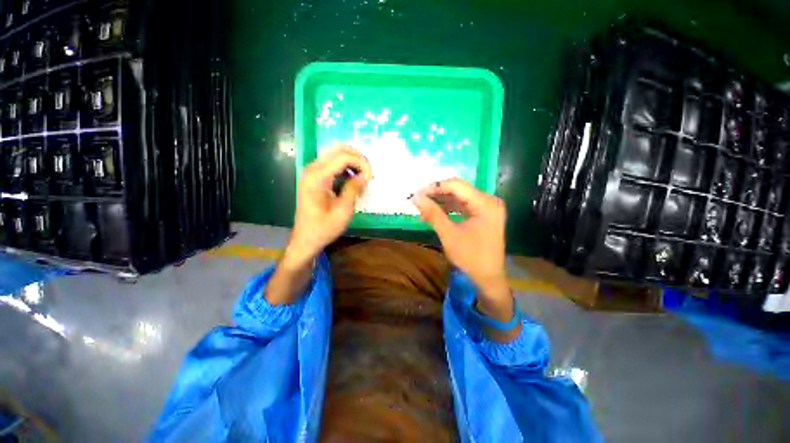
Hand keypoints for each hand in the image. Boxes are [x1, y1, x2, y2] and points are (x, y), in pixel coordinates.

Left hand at [286, 144, 371, 268]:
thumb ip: (353, 189)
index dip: (361, 163)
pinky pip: (331, 162)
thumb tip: (365, 175)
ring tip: (363, 176)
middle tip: (369, 174)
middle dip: (358, 158)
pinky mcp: (313, 176)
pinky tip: (352, 178)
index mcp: (318, 177)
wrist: (306, 238)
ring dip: (352, 161)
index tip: (371, 177)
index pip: (344, 157)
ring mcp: (311, 171)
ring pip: (335, 153)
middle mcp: (312, 168)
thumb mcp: (343, 211)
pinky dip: (345, 166)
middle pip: (339, 149)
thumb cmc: (324, 227)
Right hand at [412, 178, 506, 289]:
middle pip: (459, 190)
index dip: (435, 187)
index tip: (417, 193)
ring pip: (459, 198)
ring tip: (423, 208)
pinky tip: (435, 214)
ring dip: (441, 202)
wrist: (489, 278)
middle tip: (418, 200)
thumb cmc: (471, 257)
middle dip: (437, 194)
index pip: (457, 185)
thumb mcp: (449, 234)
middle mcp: (489, 201)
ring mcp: (487, 208)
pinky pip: (463, 207)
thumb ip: (433, 214)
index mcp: (485, 203)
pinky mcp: (483, 215)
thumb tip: (416, 197)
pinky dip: (449, 209)